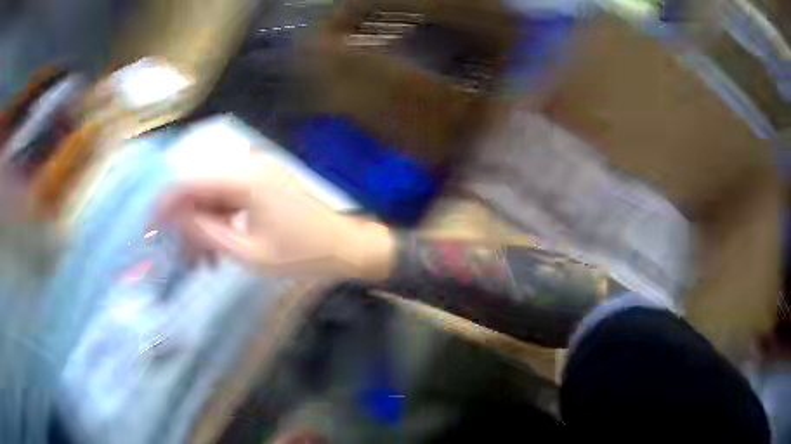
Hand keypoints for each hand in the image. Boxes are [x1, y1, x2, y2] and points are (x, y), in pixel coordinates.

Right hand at [156, 155, 394, 279]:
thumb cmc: (301, 254)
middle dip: (186, 224)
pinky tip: (218, 250)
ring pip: (214, 196)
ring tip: (203, 263)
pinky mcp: (262, 183)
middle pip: (200, 189)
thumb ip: (206, 232)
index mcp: (245, 177)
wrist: (344, 247)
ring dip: (203, 227)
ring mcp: (257, 172)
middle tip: (182, 257)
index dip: (165, 203)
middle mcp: (248, 165)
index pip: (190, 182)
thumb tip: (174, 217)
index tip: (149, 227)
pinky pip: (230, 200)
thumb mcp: (248, 252)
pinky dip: (220, 223)